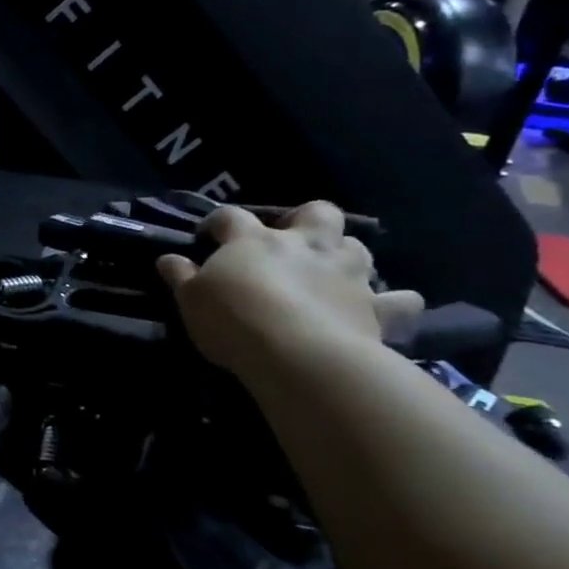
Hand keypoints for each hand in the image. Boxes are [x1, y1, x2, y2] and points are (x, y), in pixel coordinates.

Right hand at [155, 202, 423, 377]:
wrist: (299, 356)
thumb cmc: (234, 320)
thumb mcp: (191, 299)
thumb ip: (181, 276)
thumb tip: (168, 258)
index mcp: (253, 240)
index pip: (230, 217)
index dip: (217, 222)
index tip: (208, 236)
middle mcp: (304, 245)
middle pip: (315, 213)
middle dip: (306, 219)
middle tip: (290, 240)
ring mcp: (345, 273)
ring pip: (357, 246)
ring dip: (345, 253)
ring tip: (331, 271)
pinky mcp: (376, 308)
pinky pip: (400, 300)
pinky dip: (395, 302)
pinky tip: (387, 307)